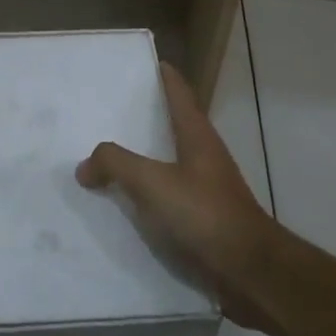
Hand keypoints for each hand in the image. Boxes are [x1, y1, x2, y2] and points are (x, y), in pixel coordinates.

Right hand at [77, 62, 276, 329]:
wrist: (250, 273)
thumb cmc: (204, 215)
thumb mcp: (153, 183)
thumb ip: (115, 165)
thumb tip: (85, 165)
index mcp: (197, 135)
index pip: (179, 92)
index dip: (162, 74)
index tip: (141, 62)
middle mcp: (203, 155)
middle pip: (171, 125)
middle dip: (143, 116)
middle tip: (106, 110)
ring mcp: (206, 188)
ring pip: (167, 162)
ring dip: (141, 158)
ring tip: (105, 158)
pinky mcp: (204, 220)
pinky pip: (167, 198)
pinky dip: (145, 195)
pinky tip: (122, 206)